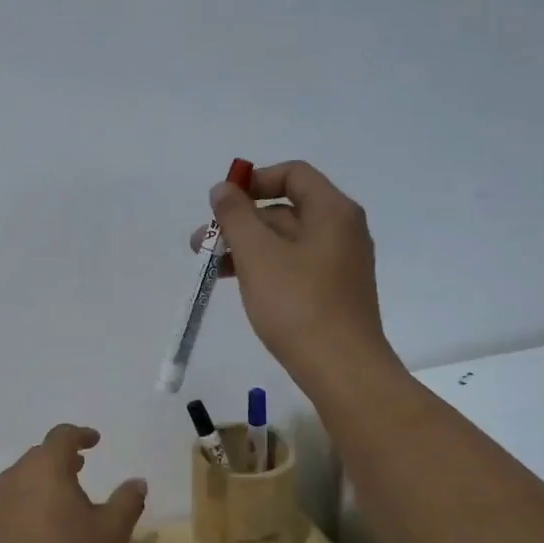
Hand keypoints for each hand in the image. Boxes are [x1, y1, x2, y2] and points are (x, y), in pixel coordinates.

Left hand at [0, 425, 147, 542]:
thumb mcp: (111, 533)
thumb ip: (127, 502)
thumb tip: (137, 482)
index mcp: (46, 469)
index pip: (62, 436)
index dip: (80, 435)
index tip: (94, 441)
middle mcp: (14, 478)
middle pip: (37, 457)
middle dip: (59, 459)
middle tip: (78, 468)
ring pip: (18, 483)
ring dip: (38, 485)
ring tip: (56, 502)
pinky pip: (4, 511)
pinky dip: (20, 512)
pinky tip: (31, 536)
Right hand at [191, 160, 399, 389]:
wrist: (341, 368)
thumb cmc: (297, 304)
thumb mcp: (257, 255)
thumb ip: (236, 216)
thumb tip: (223, 188)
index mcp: (332, 211)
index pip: (293, 174)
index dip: (254, 181)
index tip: (221, 203)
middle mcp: (342, 230)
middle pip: (286, 209)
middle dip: (240, 222)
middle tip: (201, 244)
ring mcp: (340, 263)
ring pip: (286, 242)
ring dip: (246, 248)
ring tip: (210, 269)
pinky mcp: (333, 292)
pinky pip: (294, 266)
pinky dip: (264, 269)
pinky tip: (239, 287)